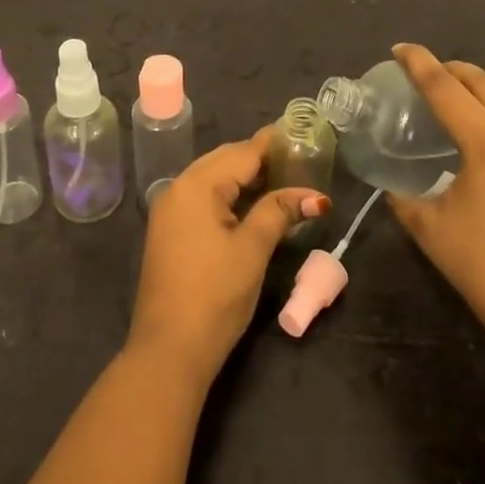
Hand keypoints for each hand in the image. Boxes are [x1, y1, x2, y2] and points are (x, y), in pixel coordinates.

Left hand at [127, 128, 328, 383]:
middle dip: (260, 159)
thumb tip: (316, 197)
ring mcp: (171, 211)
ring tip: (283, 177)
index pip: (242, 153)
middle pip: (226, 160)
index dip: (273, 144)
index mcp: (196, 185)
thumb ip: (280, 212)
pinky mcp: (171, 232)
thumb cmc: (215, 295)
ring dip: (246, 178)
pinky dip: (230, 196)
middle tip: (298, 158)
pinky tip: (253, 204)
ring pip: (214, 179)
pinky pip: (204, 198)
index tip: (300, 132)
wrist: (168, 351)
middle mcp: (178, 188)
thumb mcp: (253, 249)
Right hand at [387, 43, 484, 350]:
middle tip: (426, 76)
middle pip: (483, 80)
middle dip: (452, 71)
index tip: (400, 48)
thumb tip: (392, 186)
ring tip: (461, 96)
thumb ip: (405, 198)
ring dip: (483, 86)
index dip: (419, 63)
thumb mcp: (432, 229)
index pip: (445, 86)